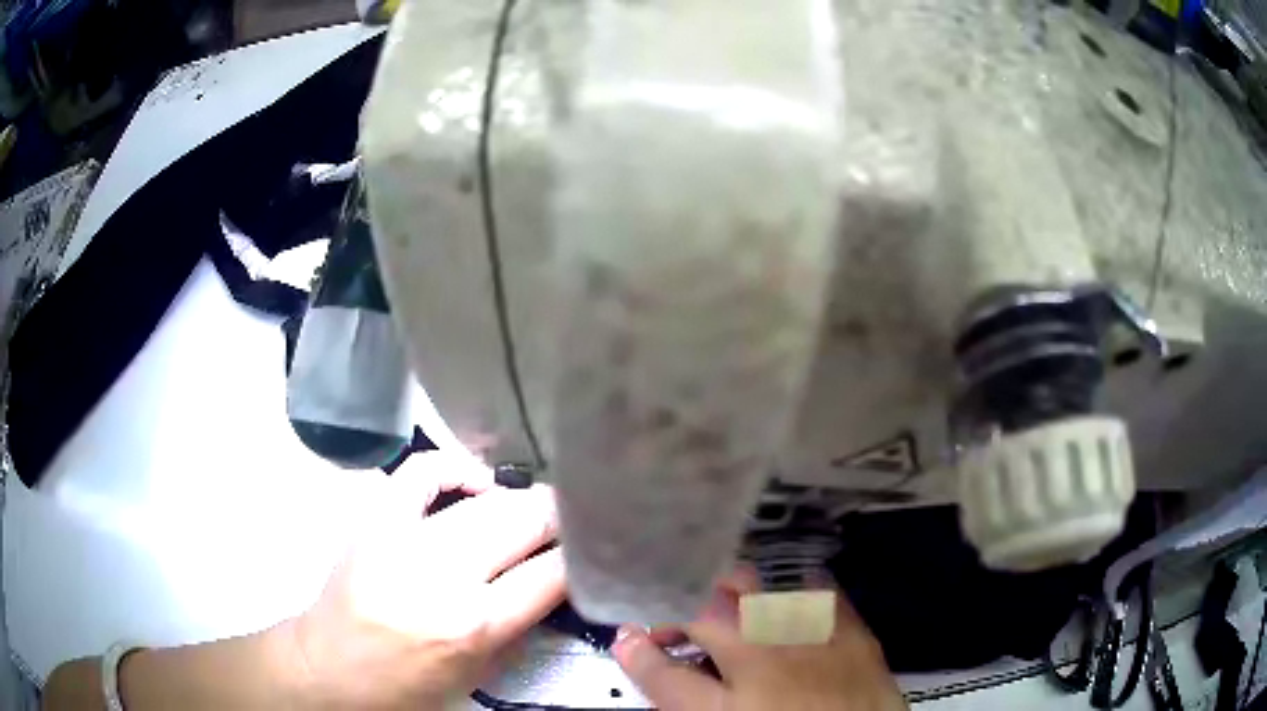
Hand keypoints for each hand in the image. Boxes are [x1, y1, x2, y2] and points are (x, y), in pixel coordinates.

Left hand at [279, 450, 565, 708]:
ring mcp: (405, 539)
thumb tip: (552, 582)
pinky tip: (477, 480)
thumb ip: (521, 627)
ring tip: (534, 504)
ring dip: (520, 499)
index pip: (551, 573)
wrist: (331, 668)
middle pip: (522, 523)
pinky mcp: (375, 519)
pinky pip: (421, 473)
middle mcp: (445, 575)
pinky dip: (456, 468)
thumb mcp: (479, 674)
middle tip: (573, 517)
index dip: (580, 556)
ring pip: (484, 501)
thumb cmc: (408, 686)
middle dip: (558, 517)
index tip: (593, 547)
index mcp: (475, 624)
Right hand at [612, 568, 906, 710]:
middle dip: (677, 612)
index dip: (636, 652)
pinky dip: (792, 591)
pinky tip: (786, 607)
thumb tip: (648, 661)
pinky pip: (815, 588)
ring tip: (724, 613)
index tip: (625, 637)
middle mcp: (768, 665)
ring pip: (754, 588)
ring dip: (727, 595)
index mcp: (730, 707)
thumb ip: (684, 697)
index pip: (663, 674)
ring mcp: (814, 641)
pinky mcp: (853, 630)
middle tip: (672, 629)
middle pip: (704, 615)